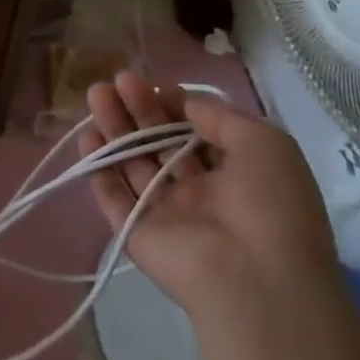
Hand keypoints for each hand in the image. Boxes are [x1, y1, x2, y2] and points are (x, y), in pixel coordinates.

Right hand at [81, 72, 336, 320]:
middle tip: (116, 80)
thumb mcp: (266, 144)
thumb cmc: (271, 205)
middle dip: (138, 109)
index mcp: (235, 174)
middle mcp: (199, 192)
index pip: (195, 132)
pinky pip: (114, 196)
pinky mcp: (137, 232)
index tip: (154, 83)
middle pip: (159, 143)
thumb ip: (220, 116)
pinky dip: (100, 168)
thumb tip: (184, 101)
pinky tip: (88, 137)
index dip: (174, 106)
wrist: (255, 279)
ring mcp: (166, 213)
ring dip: (115, 128)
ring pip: (134, 163)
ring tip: (96, 93)